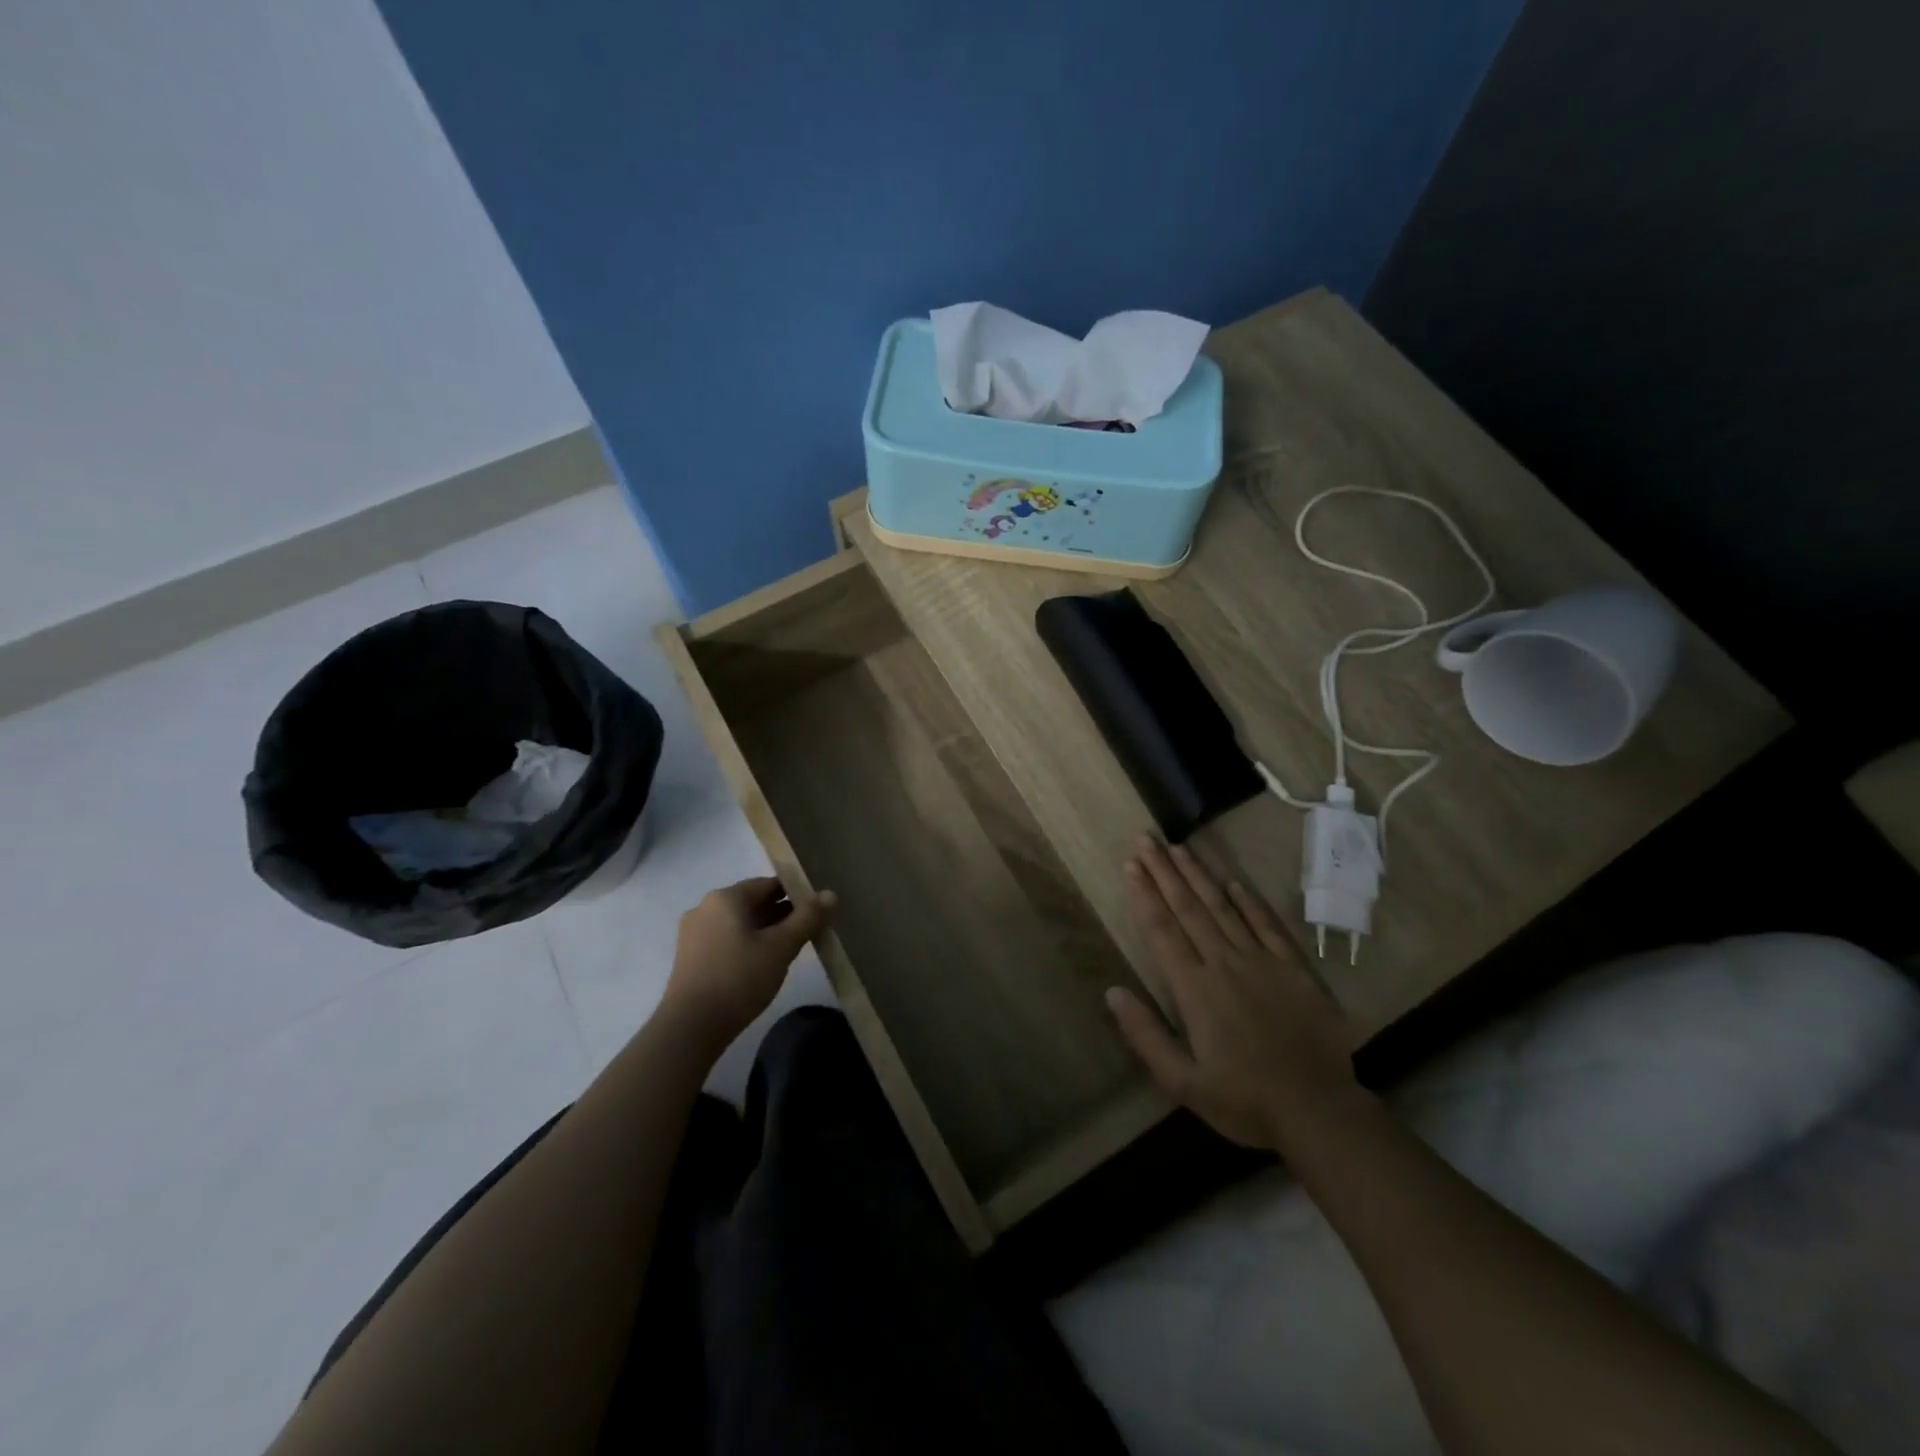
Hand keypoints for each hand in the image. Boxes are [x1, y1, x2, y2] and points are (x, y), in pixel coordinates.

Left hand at [662, 877, 833, 1053]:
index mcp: (726, 897)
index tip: (817, 911)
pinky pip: (726, 939)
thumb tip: (831, 894)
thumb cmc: (739, 979)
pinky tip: (762, 964)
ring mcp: (694, 933)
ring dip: (765, 931)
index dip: (796, 894)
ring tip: (789, 949)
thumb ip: (807, 918)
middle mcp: (705, 907)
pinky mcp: (690, 957)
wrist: (690, 1028)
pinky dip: (747, 944)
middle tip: (808, 931)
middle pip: (753, 902)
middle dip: (781, 914)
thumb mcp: (781, 947)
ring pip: (740, 923)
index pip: (769, 884)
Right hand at [1107, 839, 1358, 1148]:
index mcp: (1195, 989)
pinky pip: (1268, 927)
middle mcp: (1224, 964)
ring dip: (1199, 876)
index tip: (1131, 864)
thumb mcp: (1182, 1081)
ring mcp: (1262, 963)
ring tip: (1179, 848)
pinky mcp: (1294, 970)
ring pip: (1223, 909)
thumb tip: (1112, 991)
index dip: (1144, 895)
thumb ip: (1145, 1035)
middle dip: (1164, 872)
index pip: (1162, 930)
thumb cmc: (1244, 1100)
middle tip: (1146, 839)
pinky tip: (1234, 882)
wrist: (1318, 1111)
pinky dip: (1250, 903)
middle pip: (1188, 909)